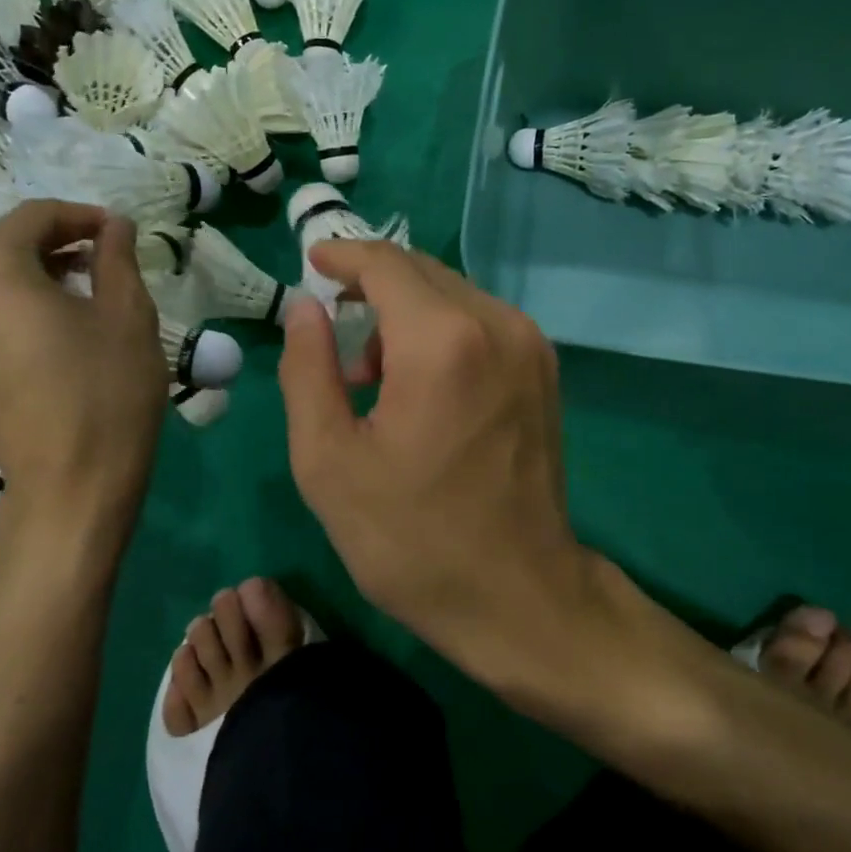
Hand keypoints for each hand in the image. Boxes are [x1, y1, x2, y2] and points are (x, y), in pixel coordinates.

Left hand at [0, 200, 166, 524]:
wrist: (70, 480)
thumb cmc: (105, 388)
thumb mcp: (127, 313)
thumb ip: (116, 255)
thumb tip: (114, 225)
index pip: (35, 217)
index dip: (83, 217)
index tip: (118, 232)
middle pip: (1, 246)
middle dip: (53, 248)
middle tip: (100, 264)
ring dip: (27, 279)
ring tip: (73, 300)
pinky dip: (4, 312)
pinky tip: (43, 335)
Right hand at [278, 241, 593, 679]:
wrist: (518, 594)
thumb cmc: (411, 538)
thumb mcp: (329, 461)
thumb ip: (308, 370)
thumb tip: (306, 307)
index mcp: (442, 341)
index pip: (386, 264)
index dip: (343, 256)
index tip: (313, 264)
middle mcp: (496, 324)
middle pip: (422, 272)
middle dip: (371, 287)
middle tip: (333, 333)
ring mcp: (530, 345)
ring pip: (453, 294)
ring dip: (406, 313)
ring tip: (372, 375)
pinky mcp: (544, 369)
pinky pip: (481, 321)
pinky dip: (441, 331)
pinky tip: (421, 383)